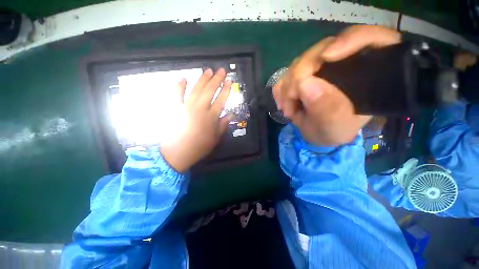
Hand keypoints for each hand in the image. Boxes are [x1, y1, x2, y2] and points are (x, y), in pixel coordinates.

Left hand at [161, 68, 231, 172]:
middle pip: (210, 90)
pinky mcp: (176, 108)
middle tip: (221, 70)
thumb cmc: (200, 146)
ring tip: (208, 70)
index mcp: (211, 116)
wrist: (178, 152)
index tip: (230, 81)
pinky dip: (179, 85)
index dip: (226, 89)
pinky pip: (177, 94)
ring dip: (202, 79)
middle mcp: (200, 108)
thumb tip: (231, 115)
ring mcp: (187, 107)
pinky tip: (183, 78)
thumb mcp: (216, 138)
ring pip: (196, 89)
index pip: (221, 99)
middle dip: (217, 79)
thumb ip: (223, 125)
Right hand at [273, 25, 400, 145]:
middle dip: (300, 76)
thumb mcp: (334, 127)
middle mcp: (345, 62)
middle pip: (323, 49)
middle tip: (291, 104)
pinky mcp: (305, 72)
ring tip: (288, 109)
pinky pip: (288, 72)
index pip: (371, 38)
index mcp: (367, 72)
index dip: (350, 39)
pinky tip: (283, 103)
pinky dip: (282, 88)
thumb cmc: (333, 131)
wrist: (319, 133)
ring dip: (288, 86)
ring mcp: (322, 65)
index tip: (326, 57)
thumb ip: (326, 109)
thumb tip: (305, 84)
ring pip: (300, 60)